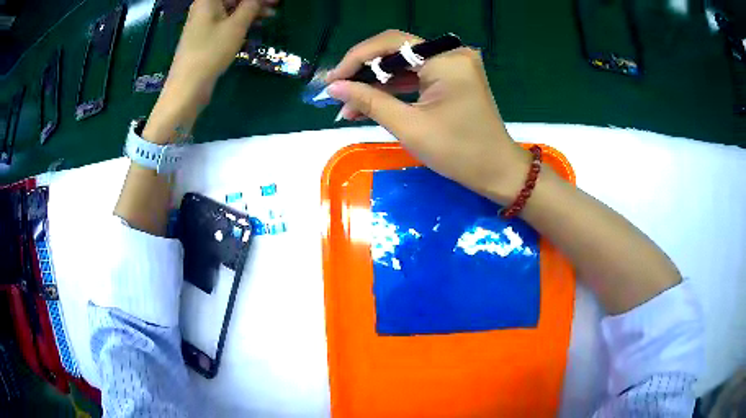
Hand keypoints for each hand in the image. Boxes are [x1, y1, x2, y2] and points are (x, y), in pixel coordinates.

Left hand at [143, 0, 275, 143]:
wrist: (187, 87)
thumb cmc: (211, 51)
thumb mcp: (236, 25)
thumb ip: (251, 5)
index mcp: (208, 0)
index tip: (274, 0)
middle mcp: (204, 7)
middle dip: (255, 1)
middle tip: (276, 4)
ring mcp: (203, 22)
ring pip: (231, 9)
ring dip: (251, 10)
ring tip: (271, 15)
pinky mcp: (204, 36)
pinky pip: (226, 21)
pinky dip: (240, 21)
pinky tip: (255, 25)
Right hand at [326, 30, 529, 204]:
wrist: (496, 172)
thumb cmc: (458, 152)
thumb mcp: (409, 126)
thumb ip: (369, 101)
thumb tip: (334, 87)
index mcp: (446, 59)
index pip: (391, 43)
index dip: (357, 58)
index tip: (333, 79)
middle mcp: (451, 54)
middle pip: (396, 52)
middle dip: (364, 73)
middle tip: (337, 93)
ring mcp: (453, 66)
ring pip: (403, 66)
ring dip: (376, 84)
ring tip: (347, 106)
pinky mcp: (452, 79)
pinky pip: (416, 77)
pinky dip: (394, 90)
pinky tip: (370, 104)